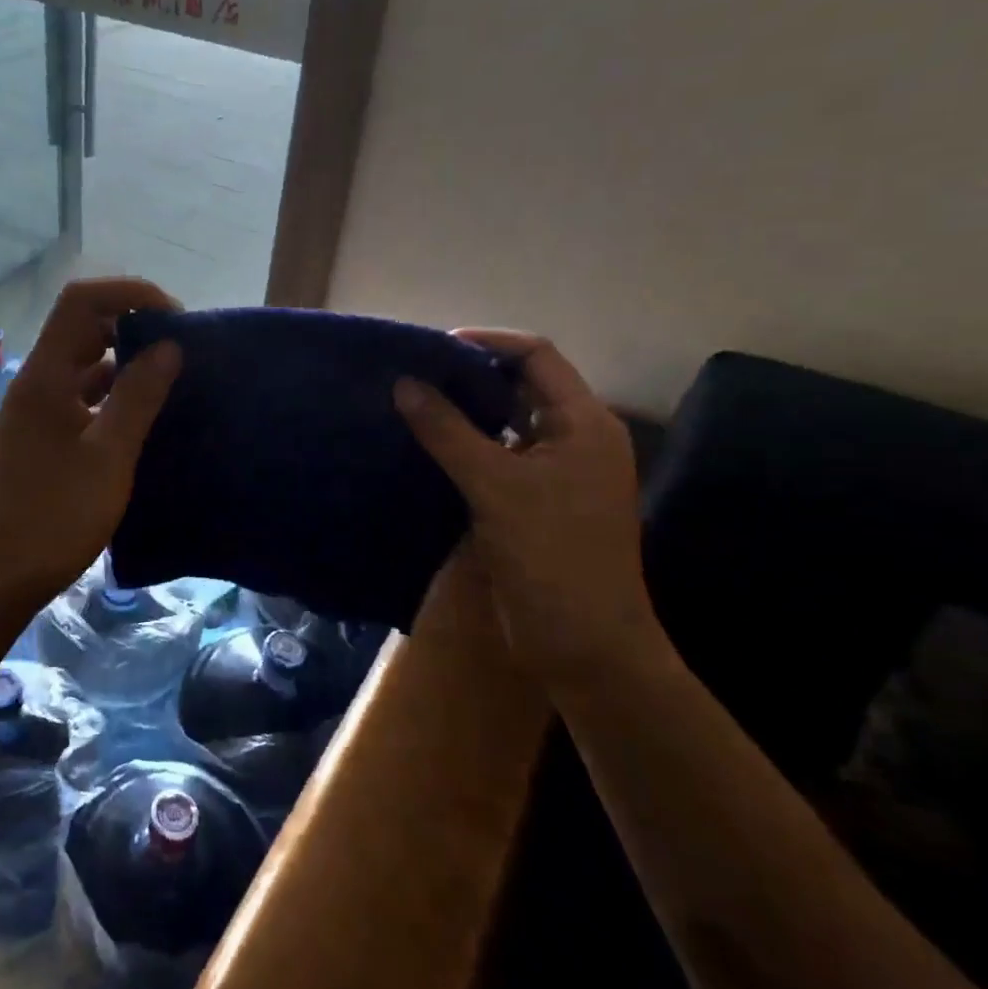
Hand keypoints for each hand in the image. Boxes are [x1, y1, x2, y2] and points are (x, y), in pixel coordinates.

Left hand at [0, 278, 182, 607]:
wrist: (2, 574)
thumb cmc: (56, 515)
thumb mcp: (109, 455)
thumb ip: (139, 396)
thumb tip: (169, 346)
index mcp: (45, 375)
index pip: (81, 301)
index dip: (128, 294)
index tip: (174, 317)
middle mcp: (37, 382)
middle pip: (83, 328)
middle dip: (133, 325)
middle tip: (181, 348)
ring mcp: (38, 410)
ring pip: (85, 364)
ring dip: (126, 361)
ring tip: (173, 377)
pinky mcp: (45, 435)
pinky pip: (84, 396)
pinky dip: (115, 394)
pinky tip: (147, 414)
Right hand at [394, 331, 664, 694]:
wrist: (584, 645)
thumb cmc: (550, 555)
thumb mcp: (495, 486)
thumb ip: (447, 431)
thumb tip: (404, 383)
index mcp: (583, 423)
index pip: (536, 357)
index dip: (487, 343)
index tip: (432, 347)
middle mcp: (574, 438)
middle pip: (521, 386)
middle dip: (469, 376)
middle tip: (413, 373)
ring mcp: (556, 472)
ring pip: (507, 423)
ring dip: (464, 412)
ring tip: (411, 403)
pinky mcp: (534, 501)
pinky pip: (497, 456)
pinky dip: (465, 445)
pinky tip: (425, 447)